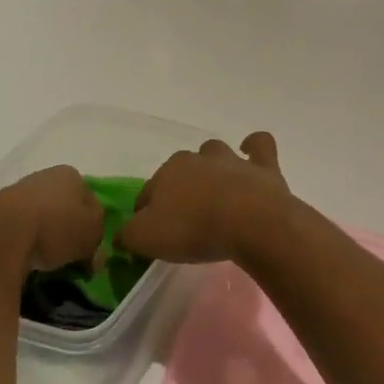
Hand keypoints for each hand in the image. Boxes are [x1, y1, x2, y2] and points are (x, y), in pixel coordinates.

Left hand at [0, 166, 103, 277]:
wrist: (0, 235)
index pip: (89, 199)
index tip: (89, 248)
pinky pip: (16, 231)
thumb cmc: (56, 227)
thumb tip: (93, 253)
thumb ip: (99, 239)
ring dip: (42, 236)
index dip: (92, 224)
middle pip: (62, 207)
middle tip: (69, 257)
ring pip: (38, 217)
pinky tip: (22, 260)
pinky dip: (21, 243)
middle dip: (66, 230)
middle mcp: (42, 176)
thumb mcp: (92, 234)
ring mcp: (14, 193)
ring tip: (45, 262)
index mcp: (70, 175)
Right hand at [119, 133, 294, 266]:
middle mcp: (196, 158)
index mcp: (166, 173)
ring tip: (215, 192)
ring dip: (212, 167)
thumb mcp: (146, 238)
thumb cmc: (193, 229)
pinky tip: (250, 156)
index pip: (147, 193)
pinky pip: (258, 145)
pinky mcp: (263, 166)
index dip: (146, 214)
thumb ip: (128, 234)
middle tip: (185, 219)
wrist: (250, 222)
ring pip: (214, 154)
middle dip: (179, 189)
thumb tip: (120, 234)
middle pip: (180, 171)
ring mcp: (231, 159)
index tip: (152, 235)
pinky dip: (253, 148)